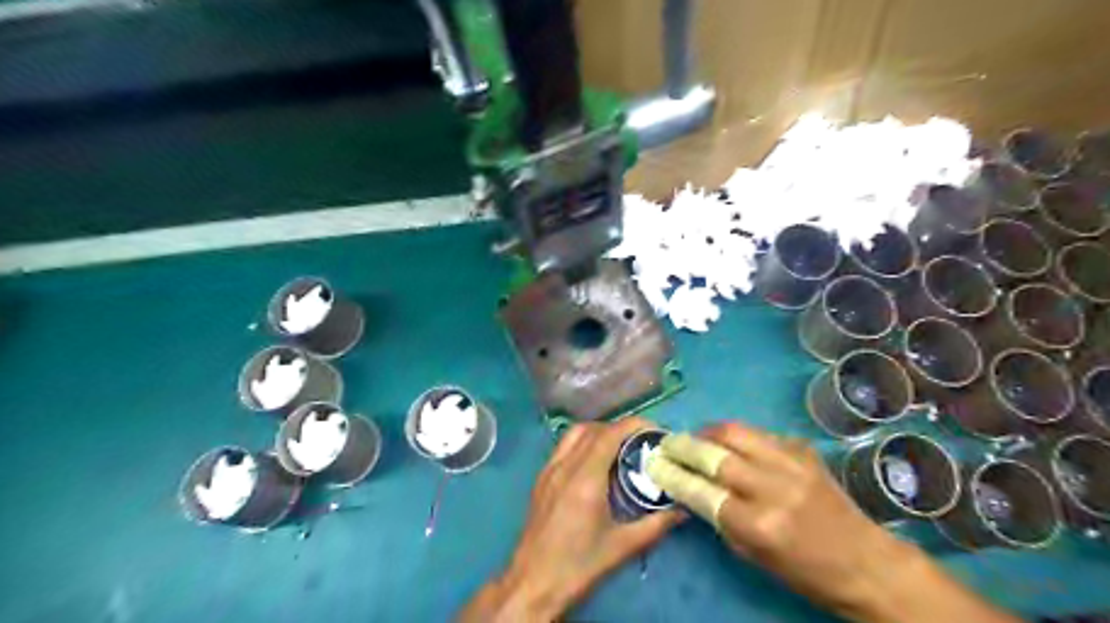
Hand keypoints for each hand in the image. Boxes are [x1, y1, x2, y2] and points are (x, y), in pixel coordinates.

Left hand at [461, 416, 685, 620]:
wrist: (533, 583)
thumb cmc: (580, 565)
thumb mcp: (624, 546)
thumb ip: (656, 524)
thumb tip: (683, 509)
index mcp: (585, 477)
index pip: (611, 433)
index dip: (635, 425)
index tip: (655, 432)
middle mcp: (565, 465)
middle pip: (594, 429)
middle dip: (620, 429)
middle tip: (642, 443)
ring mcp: (549, 470)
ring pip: (575, 433)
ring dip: (599, 432)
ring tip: (619, 449)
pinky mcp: (541, 479)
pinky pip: (563, 446)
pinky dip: (582, 442)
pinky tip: (595, 464)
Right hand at [647, 423, 1016, 622]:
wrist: (865, 560)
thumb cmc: (805, 571)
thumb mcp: (752, 555)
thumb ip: (719, 518)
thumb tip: (691, 487)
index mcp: (757, 523)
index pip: (699, 490)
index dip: (671, 473)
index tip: (653, 462)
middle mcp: (772, 486)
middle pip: (713, 452)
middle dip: (682, 445)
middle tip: (667, 443)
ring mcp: (791, 462)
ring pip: (734, 431)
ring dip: (708, 433)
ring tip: (696, 439)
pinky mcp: (803, 448)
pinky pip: (758, 433)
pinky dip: (738, 437)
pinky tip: (732, 445)